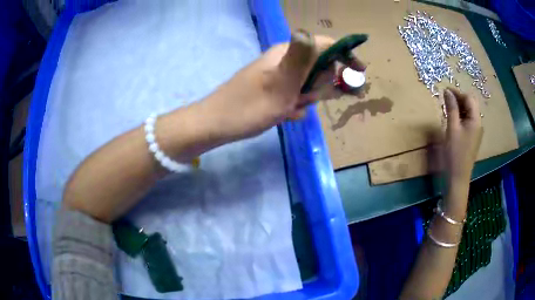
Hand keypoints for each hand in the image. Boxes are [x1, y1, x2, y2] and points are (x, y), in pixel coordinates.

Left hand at [200, 30, 365, 140]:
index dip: (344, 56)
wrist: (218, 125)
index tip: (359, 73)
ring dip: (306, 99)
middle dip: (320, 85)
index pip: (325, 45)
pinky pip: (296, 96)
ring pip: (309, 84)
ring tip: (290, 108)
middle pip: (320, 66)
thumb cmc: (249, 106)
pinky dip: (295, 106)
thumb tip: (309, 32)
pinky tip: (284, 115)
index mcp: (288, 52)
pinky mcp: (274, 89)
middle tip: (305, 98)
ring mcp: (280, 75)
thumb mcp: (279, 83)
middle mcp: (285, 60)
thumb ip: (299, 58)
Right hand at [443, 88, 482, 183]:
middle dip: (459, 98)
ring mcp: (476, 131)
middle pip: (470, 104)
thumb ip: (451, 108)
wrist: (458, 176)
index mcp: (475, 120)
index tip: (445, 91)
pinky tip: (453, 119)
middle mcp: (478, 123)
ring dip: (459, 107)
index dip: (457, 92)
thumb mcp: (452, 128)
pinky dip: (460, 116)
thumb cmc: (455, 153)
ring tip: (447, 108)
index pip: (469, 98)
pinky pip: (467, 120)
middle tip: (446, 99)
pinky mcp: (472, 137)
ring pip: (469, 112)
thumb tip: (447, 91)